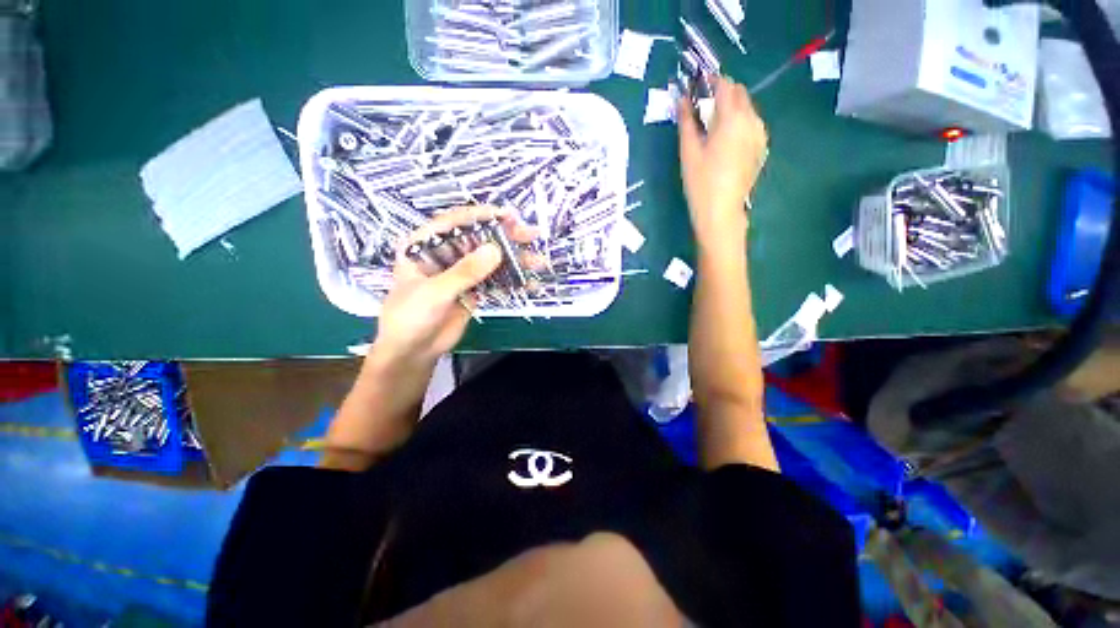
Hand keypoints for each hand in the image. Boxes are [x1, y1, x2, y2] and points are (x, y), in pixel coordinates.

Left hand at [371, 205, 535, 366]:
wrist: (412, 351)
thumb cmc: (410, 317)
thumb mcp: (435, 292)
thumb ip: (465, 272)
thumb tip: (496, 250)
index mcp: (425, 245)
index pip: (455, 222)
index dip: (482, 216)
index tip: (509, 216)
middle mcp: (445, 254)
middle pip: (478, 238)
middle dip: (506, 236)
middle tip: (532, 234)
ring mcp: (461, 272)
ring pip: (491, 259)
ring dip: (515, 260)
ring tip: (538, 261)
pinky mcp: (473, 289)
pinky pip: (495, 280)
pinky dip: (512, 280)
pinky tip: (529, 282)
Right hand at [678, 76, 768, 244]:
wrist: (721, 211)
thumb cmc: (701, 182)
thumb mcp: (689, 151)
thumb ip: (686, 120)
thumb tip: (682, 98)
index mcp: (733, 118)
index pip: (724, 85)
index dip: (710, 81)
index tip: (697, 85)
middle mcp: (752, 120)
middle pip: (739, 94)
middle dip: (722, 93)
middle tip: (702, 107)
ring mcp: (760, 135)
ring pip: (747, 109)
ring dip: (731, 108)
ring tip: (712, 126)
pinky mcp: (761, 148)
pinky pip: (751, 125)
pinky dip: (738, 123)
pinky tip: (725, 141)